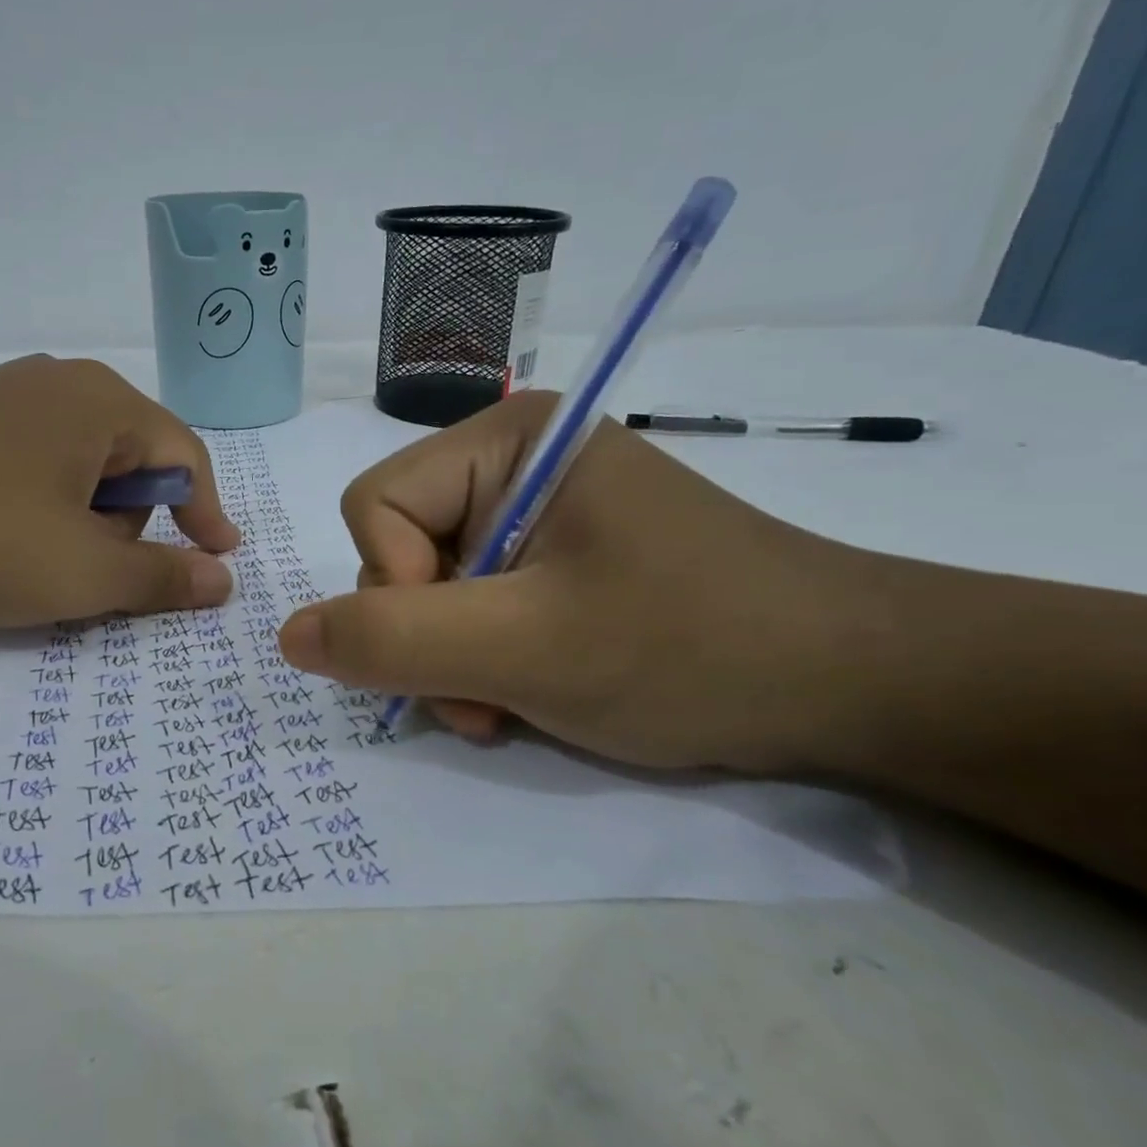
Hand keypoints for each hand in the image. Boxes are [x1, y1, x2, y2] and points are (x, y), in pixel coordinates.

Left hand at [0, 356, 240, 626]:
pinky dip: (43, 506)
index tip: (219, 560)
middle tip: (94, 572)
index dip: (208, 514)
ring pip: (82, 466)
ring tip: (41, 560)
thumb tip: (223, 581)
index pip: (185, 458)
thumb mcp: (83, 572)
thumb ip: (162, 577)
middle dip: (129, 523)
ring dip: (85, 519)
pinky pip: (35, 462)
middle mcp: (61, 383)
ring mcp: (6, 396)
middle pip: (133, 461)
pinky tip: (3, 537)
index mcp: (103, 403)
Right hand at [275, 391, 861, 771]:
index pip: (375, 504)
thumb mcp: (527, 648)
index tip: (464, 650)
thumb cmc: (692, 646)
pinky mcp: (557, 558)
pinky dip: (487, 661)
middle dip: (429, 635)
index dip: (394, 586)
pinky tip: (533, 694)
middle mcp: (511, 463)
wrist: (858, 687)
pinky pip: (477, 605)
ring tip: (513, 707)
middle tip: (487, 699)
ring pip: (433, 588)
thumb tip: (288, 636)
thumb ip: (394, 640)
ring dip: (456, 660)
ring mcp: (534, 513)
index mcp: (505, 439)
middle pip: (400, 547)